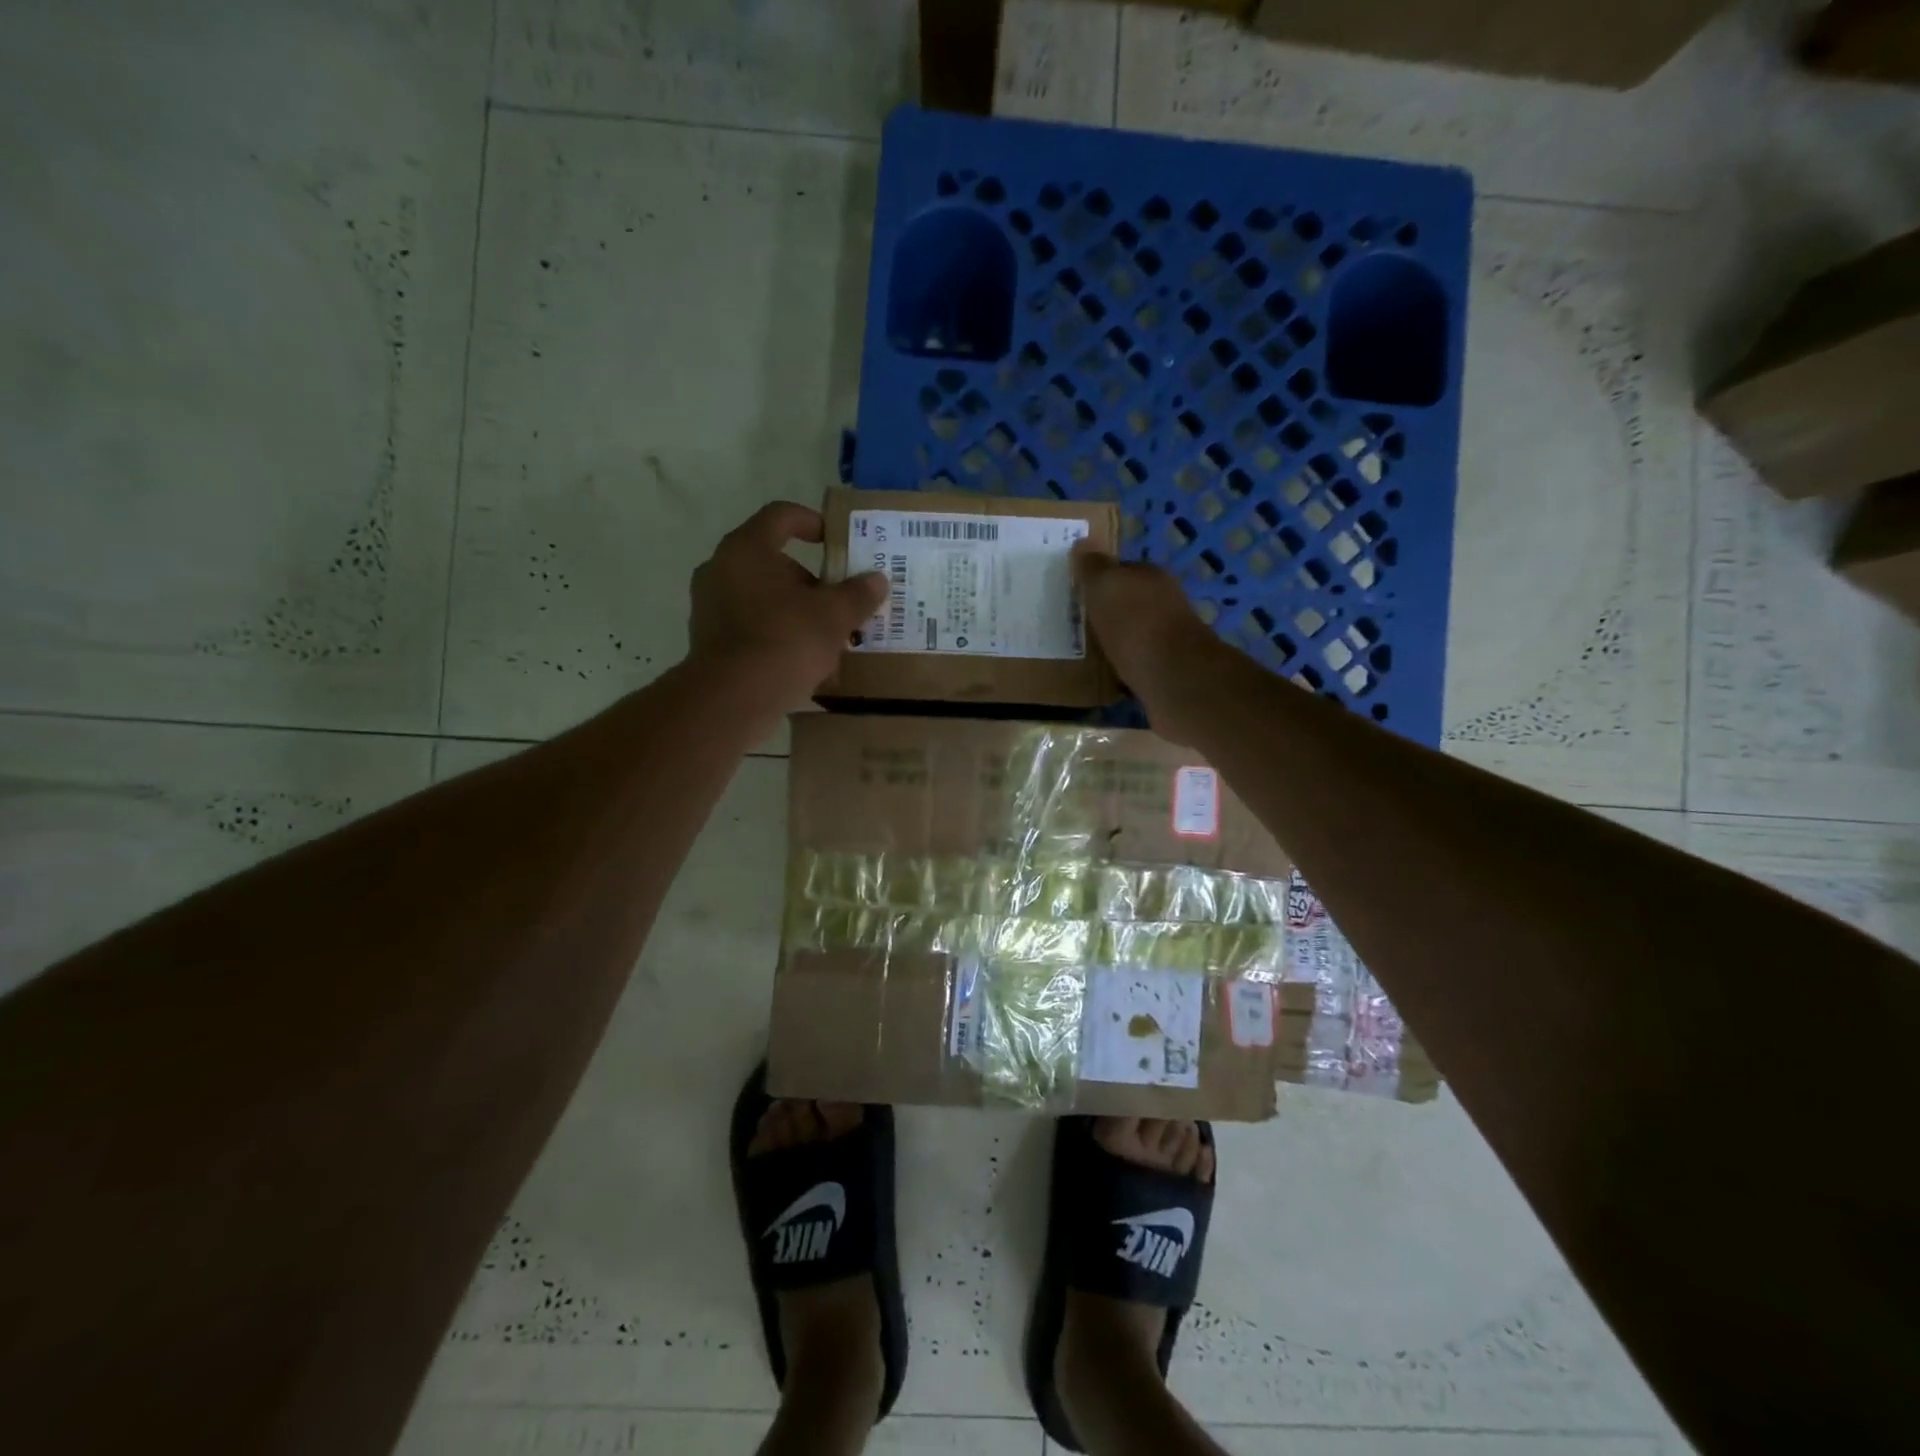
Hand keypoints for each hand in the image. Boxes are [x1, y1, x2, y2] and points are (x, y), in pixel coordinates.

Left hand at [690, 502, 885, 704]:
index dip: (812, 521)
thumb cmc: (785, 640)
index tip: (835, 541)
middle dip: (811, 582)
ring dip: (797, 613)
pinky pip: (752, 628)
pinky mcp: (710, 642)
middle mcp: (721, 570)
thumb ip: (857, 594)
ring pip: (764, 599)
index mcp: (747, 549)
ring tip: (829, 639)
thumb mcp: (834, 616)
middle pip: (774, 563)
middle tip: (840, 602)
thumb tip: (877, 580)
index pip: (781, 515)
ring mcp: (710, 607)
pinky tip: (806, 665)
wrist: (733, 699)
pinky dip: (779, 637)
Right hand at [1073, 543, 1224, 744]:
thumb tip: (1083, 542)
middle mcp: (1164, 604)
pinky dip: (1122, 668)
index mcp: (1152, 577)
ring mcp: (1168, 639)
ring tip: (1085, 651)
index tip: (1076, 592)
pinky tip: (1103, 676)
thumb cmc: (1135, 624)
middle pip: (1129, 603)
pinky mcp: (1165, 671)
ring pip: (1133, 634)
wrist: (1172, 677)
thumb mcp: (1106, 586)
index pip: (1123, 569)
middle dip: (1107, 611)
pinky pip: (1136, 664)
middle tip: (1075, 622)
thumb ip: (1094, 567)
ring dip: (1115, 641)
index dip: (1100, 579)